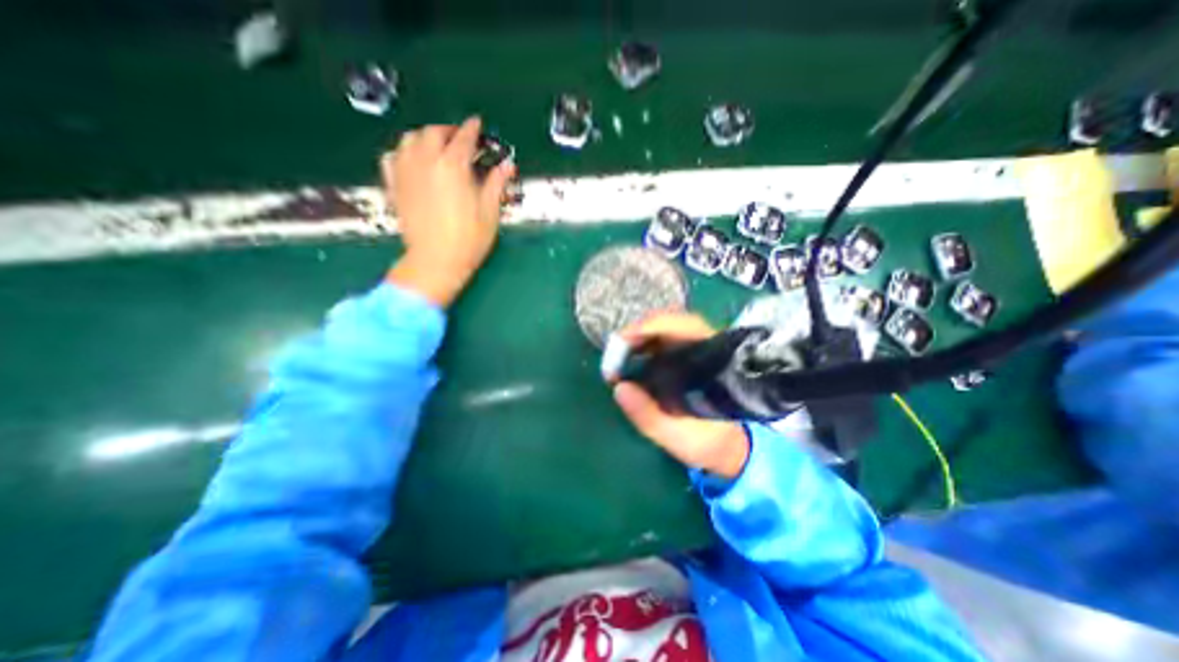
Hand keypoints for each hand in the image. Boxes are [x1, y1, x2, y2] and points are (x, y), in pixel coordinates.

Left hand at [389, 114, 517, 306]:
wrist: (436, 261)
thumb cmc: (468, 239)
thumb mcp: (489, 212)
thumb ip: (496, 184)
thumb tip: (507, 165)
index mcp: (453, 166)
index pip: (463, 138)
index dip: (472, 129)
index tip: (477, 124)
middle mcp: (426, 161)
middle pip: (434, 132)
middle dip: (449, 130)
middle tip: (460, 137)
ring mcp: (406, 172)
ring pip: (410, 139)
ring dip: (425, 136)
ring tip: (436, 145)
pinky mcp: (394, 185)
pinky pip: (392, 157)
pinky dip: (403, 152)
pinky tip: (412, 159)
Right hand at [612, 313, 748, 478]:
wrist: (731, 447)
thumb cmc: (709, 442)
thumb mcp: (678, 437)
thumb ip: (649, 416)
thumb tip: (619, 388)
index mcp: (713, 365)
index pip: (684, 327)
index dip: (651, 327)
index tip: (623, 341)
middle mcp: (708, 348)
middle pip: (673, 321)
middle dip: (640, 331)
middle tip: (615, 351)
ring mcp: (699, 349)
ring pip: (667, 326)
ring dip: (640, 336)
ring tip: (618, 356)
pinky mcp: (690, 355)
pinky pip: (664, 338)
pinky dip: (644, 343)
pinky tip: (630, 357)